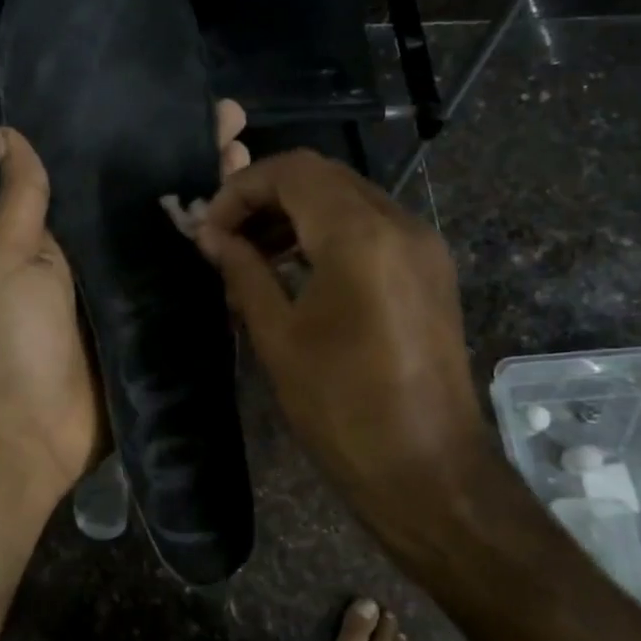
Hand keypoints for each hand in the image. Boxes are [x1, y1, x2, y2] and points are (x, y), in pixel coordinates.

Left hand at [0, 103, 251, 507]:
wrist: (29, 432)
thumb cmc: (13, 340)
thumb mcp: (7, 260)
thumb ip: (22, 200)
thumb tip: (10, 131)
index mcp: (72, 234)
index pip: (118, 172)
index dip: (151, 137)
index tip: (188, 103)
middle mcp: (111, 260)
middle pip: (163, 202)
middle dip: (198, 164)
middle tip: (238, 131)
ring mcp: (143, 299)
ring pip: (190, 242)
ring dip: (223, 206)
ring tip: (256, 169)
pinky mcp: (168, 336)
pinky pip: (203, 296)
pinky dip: (230, 268)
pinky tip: (266, 237)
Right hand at [192, 149, 490, 560]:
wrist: (428, 469)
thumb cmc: (341, 408)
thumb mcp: (278, 337)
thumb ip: (243, 272)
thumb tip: (211, 236)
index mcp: (360, 236)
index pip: (292, 171)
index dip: (241, 190)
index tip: (209, 230)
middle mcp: (400, 223)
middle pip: (323, 177)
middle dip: (266, 197)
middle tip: (227, 239)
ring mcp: (423, 245)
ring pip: (350, 198)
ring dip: (297, 214)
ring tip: (255, 256)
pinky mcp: (431, 271)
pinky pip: (373, 227)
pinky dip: (330, 233)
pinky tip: (299, 271)